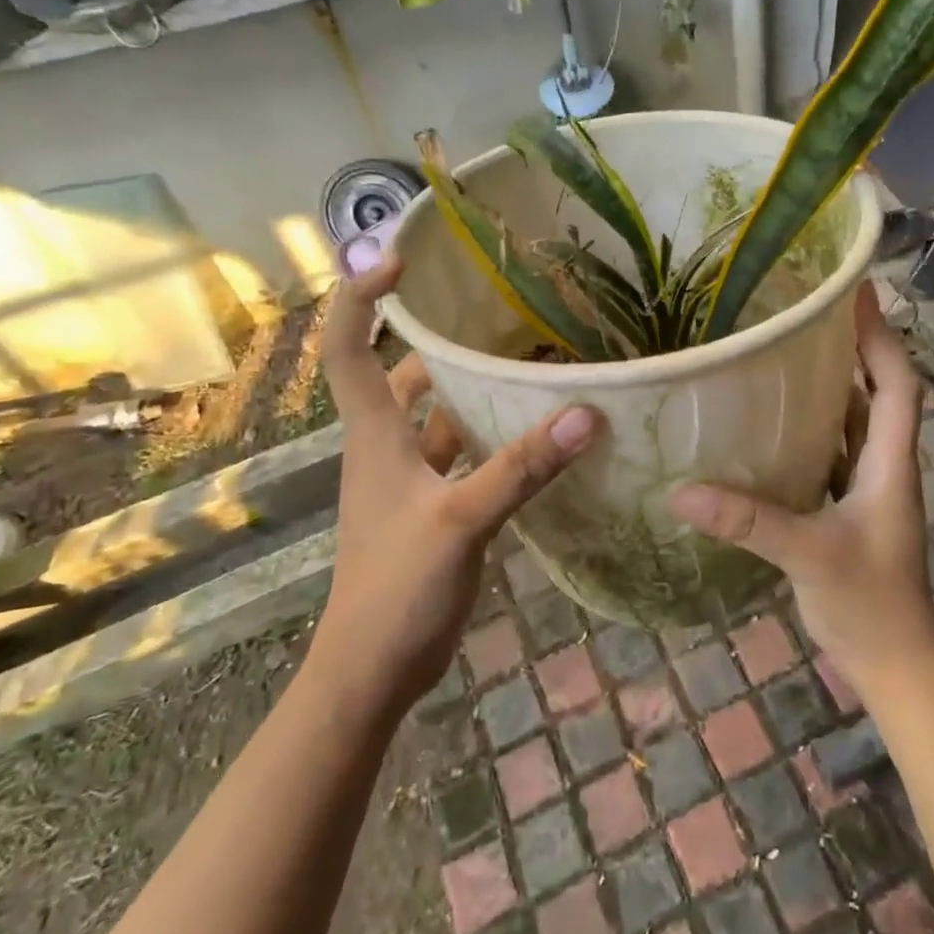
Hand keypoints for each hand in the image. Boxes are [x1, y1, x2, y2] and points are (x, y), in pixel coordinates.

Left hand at [305, 255, 600, 714]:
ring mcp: (406, 479)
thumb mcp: (461, 521)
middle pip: (397, 373)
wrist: (372, 671)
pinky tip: (529, 431)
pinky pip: (458, 453)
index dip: (362, 298)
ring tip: (521, 358)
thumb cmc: (397, 589)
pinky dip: (486, 434)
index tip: (403, 261)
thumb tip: (585, 413)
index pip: (348, 347)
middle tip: (490, 308)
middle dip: (433, 336)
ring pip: (433, 414)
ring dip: (466, 386)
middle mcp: (384, 447)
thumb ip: (521, 467)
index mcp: (374, 435)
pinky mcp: (431, 507)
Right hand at [669, 285, 933, 699]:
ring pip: (856, 422)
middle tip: (812, 312)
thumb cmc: (868, 603)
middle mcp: (885, 465)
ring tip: (791, 352)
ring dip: (834, 385)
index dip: (881, 335)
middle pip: (879, 392)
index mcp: (890, 462)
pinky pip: (835, 452)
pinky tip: (775, 424)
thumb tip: (682, 493)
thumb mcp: (807, 555)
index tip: (858, 292)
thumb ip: (748, 522)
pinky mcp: (851, 509)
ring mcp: (870, 489)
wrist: (895, 664)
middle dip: (855, 348)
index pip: (897, 383)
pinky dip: (814, 428)